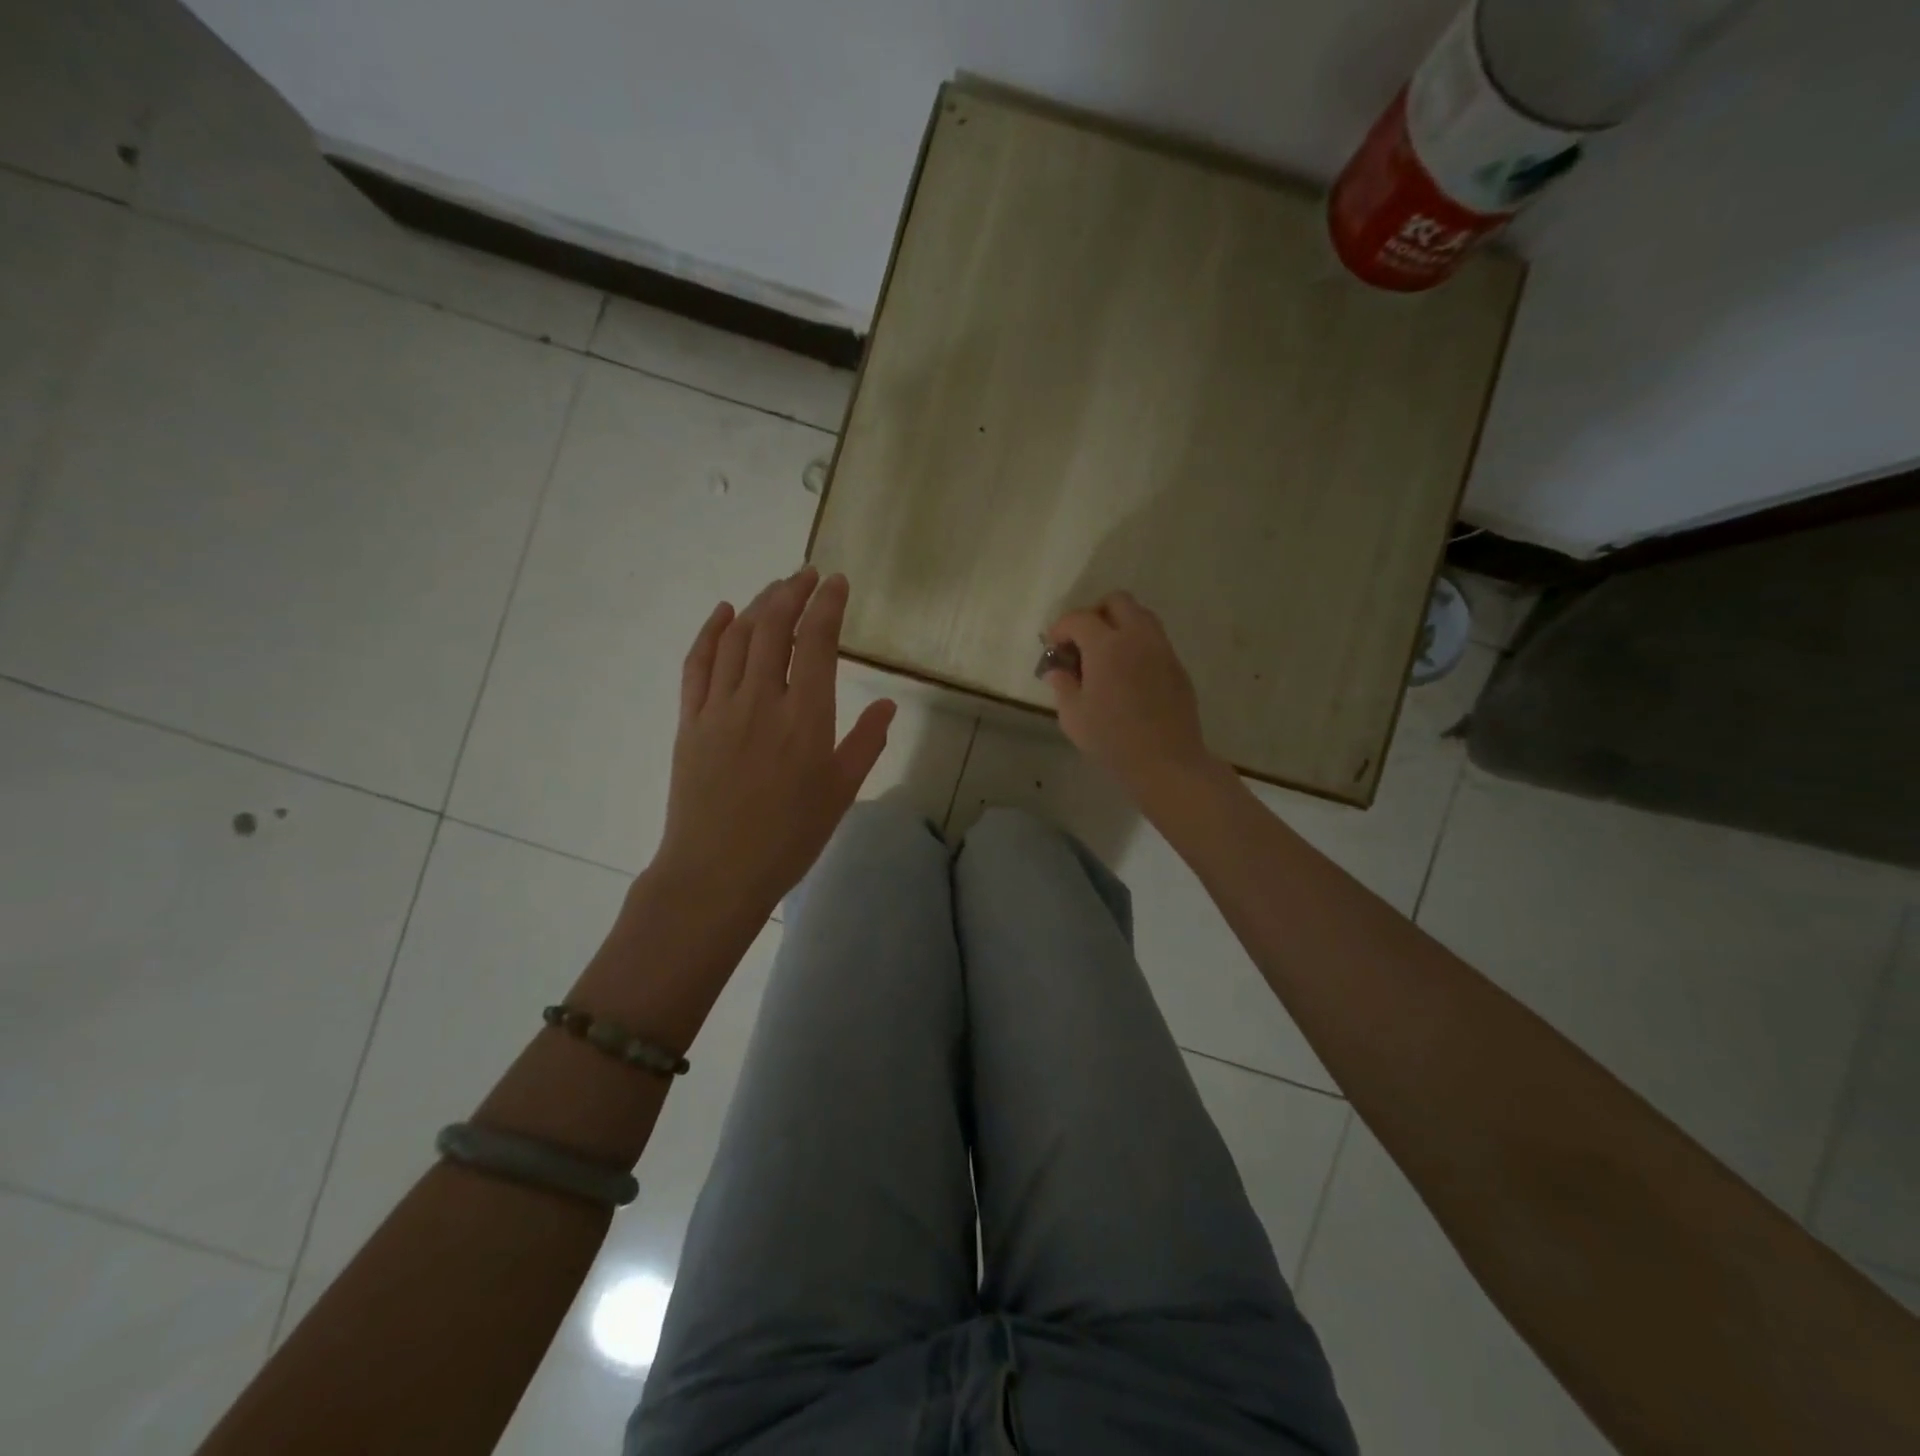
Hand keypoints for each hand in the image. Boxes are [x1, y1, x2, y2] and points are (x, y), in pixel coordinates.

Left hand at [655, 567, 894, 918]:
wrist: (717, 872)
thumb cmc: (789, 837)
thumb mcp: (841, 792)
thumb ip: (866, 743)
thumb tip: (888, 704)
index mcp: (806, 717)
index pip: (816, 641)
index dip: (827, 605)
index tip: (836, 582)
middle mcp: (761, 699)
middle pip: (774, 627)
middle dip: (792, 592)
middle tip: (807, 575)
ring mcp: (720, 706)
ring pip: (737, 637)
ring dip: (758, 604)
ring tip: (776, 589)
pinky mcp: (690, 720)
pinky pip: (698, 663)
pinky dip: (710, 631)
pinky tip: (723, 613)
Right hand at [1042, 591, 1219, 802]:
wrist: (1166, 761)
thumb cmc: (1112, 739)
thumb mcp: (1073, 716)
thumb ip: (1062, 686)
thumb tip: (1056, 670)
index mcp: (1107, 645)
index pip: (1078, 618)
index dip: (1060, 628)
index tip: (1053, 647)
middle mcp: (1137, 637)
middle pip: (1117, 601)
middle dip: (1094, 614)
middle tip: (1082, 643)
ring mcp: (1162, 650)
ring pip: (1141, 616)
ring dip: (1119, 626)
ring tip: (1105, 657)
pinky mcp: (1177, 666)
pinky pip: (1154, 641)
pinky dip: (1137, 645)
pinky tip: (1127, 676)